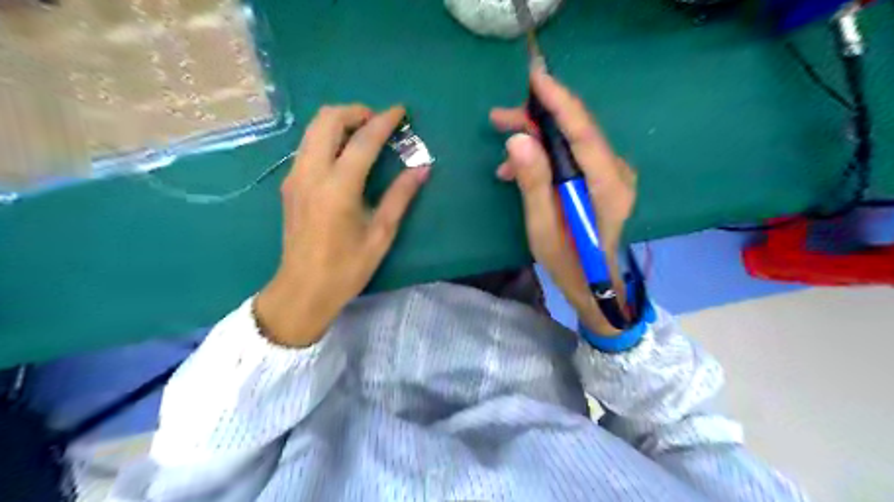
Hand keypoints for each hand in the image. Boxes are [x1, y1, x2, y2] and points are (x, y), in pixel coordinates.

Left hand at [253, 104, 430, 348]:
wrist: (302, 290)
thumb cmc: (346, 268)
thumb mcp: (380, 235)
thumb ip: (400, 197)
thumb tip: (422, 168)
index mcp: (338, 188)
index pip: (363, 141)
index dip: (384, 122)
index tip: (400, 111)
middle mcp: (311, 173)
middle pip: (327, 120)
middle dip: (355, 112)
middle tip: (378, 123)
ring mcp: (295, 177)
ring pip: (313, 129)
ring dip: (339, 121)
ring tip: (364, 134)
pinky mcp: (289, 184)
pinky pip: (307, 145)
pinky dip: (327, 137)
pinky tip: (344, 154)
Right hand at [489, 69, 633, 335]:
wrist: (597, 285)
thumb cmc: (570, 263)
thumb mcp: (543, 228)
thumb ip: (534, 184)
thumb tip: (517, 141)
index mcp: (608, 186)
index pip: (584, 132)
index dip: (560, 102)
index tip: (535, 77)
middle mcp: (618, 172)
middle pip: (578, 131)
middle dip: (538, 119)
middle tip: (499, 118)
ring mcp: (614, 175)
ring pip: (573, 141)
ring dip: (538, 141)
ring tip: (504, 157)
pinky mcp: (604, 179)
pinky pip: (574, 155)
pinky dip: (547, 156)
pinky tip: (521, 171)